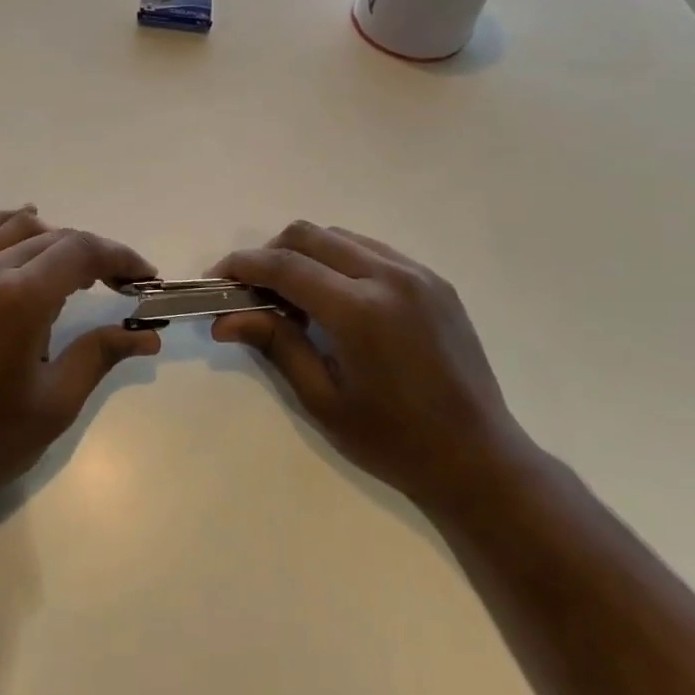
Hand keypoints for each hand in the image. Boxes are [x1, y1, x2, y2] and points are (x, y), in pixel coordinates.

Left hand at [0, 207, 160, 517]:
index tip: (145, 277)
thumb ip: (101, 353)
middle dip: (93, 253)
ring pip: (14, 228)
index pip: (81, 252)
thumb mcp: (57, 402)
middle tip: (121, 282)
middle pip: (53, 238)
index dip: (120, 257)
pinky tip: (22, 225)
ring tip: (77, 267)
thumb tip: (148, 335)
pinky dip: (4, 226)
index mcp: (20, 298)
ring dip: (54, 238)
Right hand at [211, 222, 524, 512]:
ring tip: (293, 297)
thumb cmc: (394, 441)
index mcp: (361, 311)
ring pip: (339, 237)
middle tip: (252, 291)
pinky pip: (371, 250)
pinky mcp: (433, 280)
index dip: (242, 266)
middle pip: (309, 235)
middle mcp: (389, 277)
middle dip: (269, 254)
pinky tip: (336, 299)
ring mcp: (417, 274)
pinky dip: (339, 261)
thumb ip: (275, 345)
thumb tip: (224, 318)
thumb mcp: (323, 400)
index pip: (285, 266)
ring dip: (305, 254)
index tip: (215, 280)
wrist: (480, 459)